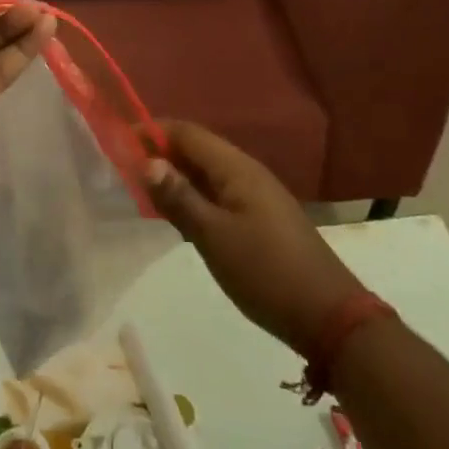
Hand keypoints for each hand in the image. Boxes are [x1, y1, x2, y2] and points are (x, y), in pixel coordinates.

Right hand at [144, 121, 362, 359]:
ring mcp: (257, 195)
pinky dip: (194, 195)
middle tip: (124, 170)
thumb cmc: (265, 271)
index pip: (186, 132)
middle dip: (161, 153)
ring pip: (207, 172)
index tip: (118, 142)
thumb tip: (146, 162)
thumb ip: (178, 198)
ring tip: (143, 192)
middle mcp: (247, 172)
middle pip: (197, 148)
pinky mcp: (262, 218)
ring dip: (176, 176)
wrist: (329, 316)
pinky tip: (179, 215)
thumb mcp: (213, 236)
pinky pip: (219, 193)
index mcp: (236, 168)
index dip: (152, 131)